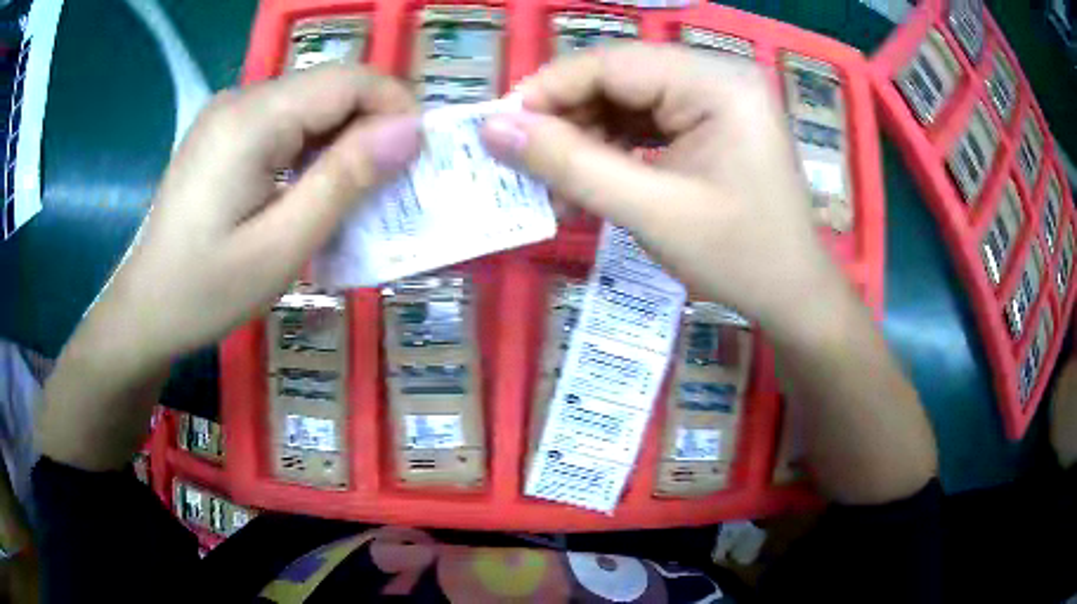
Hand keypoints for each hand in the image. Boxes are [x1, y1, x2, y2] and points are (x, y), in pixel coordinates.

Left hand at [88, 65, 419, 367]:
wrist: (145, 309)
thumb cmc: (206, 291)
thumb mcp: (282, 247)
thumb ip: (345, 180)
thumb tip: (409, 131)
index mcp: (252, 119)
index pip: (350, 79)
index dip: (397, 108)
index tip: (417, 160)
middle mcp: (241, 98)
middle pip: (332, 88)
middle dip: (372, 129)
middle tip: (389, 191)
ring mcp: (230, 112)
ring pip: (312, 105)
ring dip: (344, 143)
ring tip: (352, 199)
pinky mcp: (225, 131)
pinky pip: (287, 122)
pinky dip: (313, 150)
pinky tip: (310, 191)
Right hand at [482, 43, 845, 331]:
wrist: (793, 295)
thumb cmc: (739, 258)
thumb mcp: (651, 211)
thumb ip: (569, 164)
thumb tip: (493, 128)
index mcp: (718, 83)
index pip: (612, 63)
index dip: (548, 91)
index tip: (498, 129)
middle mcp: (718, 76)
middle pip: (618, 78)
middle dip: (566, 120)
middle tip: (524, 164)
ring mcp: (716, 97)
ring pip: (626, 100)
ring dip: (585, 139)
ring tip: (555, 184)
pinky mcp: (710, 121)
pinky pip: (646, 121)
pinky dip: (612, 149)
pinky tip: (590, 182)